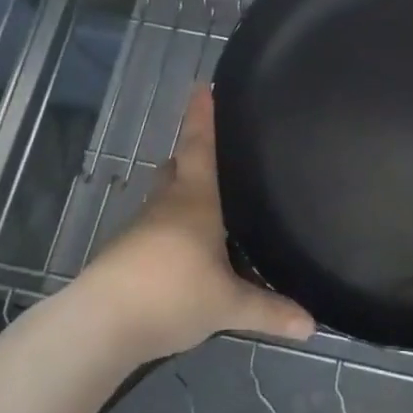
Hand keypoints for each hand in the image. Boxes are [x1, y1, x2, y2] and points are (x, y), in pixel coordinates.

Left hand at [85, 88, 314, 360]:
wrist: (100, 326)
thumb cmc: (171, 294)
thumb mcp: (228, 305)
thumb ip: (270, 311)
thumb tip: (312, 325)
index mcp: (195, 200)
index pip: (199, 146)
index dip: (202, 116)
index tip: (201, 86)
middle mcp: (166, 205)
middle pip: (176, 168)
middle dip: (191, 156)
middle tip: (216, 151)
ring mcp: (140, 229)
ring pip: (164, 200)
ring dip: (182, 196)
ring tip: (209, 205)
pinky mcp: (124, 255)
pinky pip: (155, 230)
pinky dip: (172, 230)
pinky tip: (186, 251)